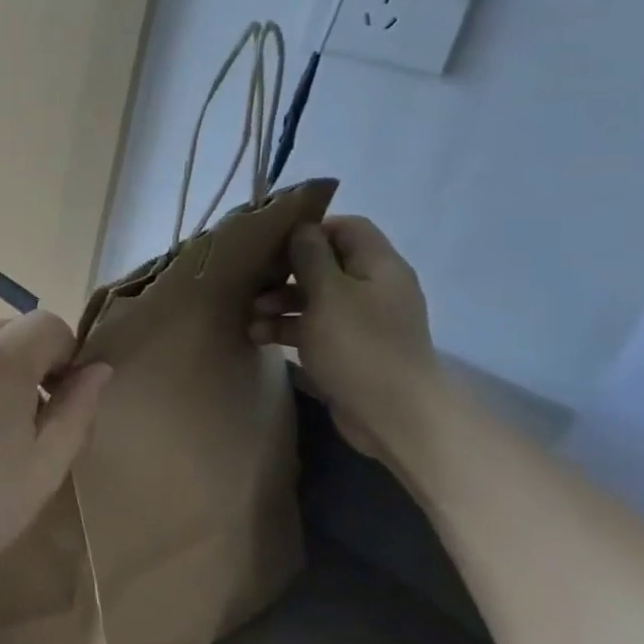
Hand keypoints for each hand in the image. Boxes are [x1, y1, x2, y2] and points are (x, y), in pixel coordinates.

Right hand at [249, 215, 437, 460]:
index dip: (311, 230)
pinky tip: (259, 338)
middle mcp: (373, 288)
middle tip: (253, 283)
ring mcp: (361, 321)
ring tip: (251, 318)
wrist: (393, 415)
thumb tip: (302, 229)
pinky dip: (288, 328)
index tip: (273, 245)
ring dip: (280, 304)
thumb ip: (312, 258)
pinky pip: (314, 328)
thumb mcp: (329, 295)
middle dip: (286, 272)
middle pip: (325, 264)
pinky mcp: (348, 349)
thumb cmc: (359, 346)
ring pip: (314, 298)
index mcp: (378, 267)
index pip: (347, 228)